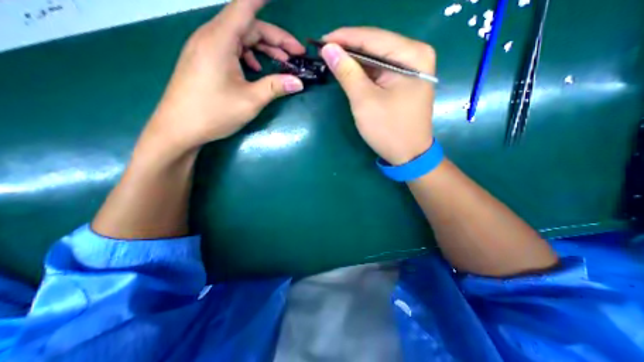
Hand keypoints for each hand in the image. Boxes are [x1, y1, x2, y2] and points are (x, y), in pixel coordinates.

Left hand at [144, 0, 304, 154]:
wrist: (179, 129)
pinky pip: (230, 49)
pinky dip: (248, 56)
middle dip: (275, 39)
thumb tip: (299, 82)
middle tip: (296, 54)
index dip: (262, 0)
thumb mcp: (250, 101)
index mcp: (220, 40)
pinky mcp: (204, 60)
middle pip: (248, 26)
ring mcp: (205, 48)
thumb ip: (275, 87)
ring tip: (282, 64)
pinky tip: (256, 70)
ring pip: (240, 38)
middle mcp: (210, 37)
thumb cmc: (214, 113)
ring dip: (263, 49)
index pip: (245, 7)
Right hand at [321, 28, 437, 164]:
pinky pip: (379, 71)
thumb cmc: (388, 129)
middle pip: (375, 45)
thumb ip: (347, 72)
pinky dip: (363, 72)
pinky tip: (348, 72)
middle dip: (349, 48)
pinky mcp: (403, 82)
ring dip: (354, 60)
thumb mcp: (364, 101)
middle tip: (323, 51)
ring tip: (331, 60)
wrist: (408, 155)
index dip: (344, 37)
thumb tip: (328, 48)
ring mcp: (410, 69)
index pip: (372, 37)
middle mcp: (415, 56)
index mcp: (412, 55)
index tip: (320, 41)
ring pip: (376, 58)